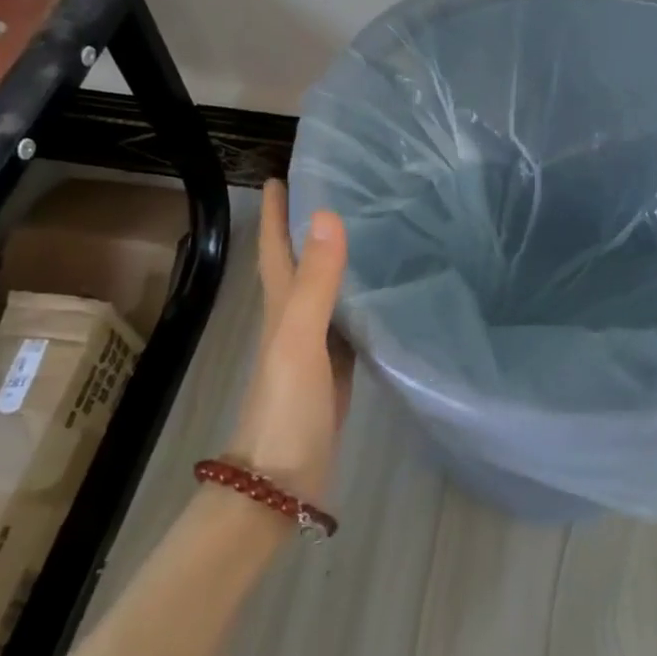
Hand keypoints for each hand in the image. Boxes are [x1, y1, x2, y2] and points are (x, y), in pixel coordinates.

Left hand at [225, 181, 354, 503]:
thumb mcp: (299, 339)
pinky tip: (381, 290)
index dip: (275, 213)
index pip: (275, 249)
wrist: (283, 481)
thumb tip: (328, 214)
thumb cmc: (285, 408)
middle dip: (306, 226)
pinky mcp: (337, 367)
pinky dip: (358, 298)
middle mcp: (294, 319)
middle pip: (298, 263)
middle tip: (336, 189)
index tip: (281, 175)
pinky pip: (348, 320)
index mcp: (280, 307)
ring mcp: (315, 345)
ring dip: (333, 259)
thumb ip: (316, 282)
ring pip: (324, 289)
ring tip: (363, 227)